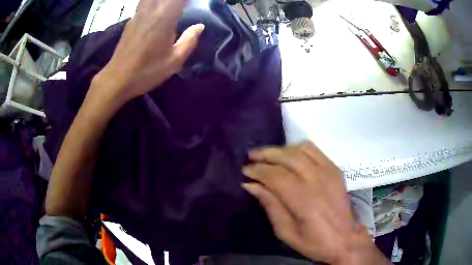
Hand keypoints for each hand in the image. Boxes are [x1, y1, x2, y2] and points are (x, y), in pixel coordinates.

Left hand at [91, 0, 204, 106]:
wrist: (117, 79)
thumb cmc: (146, 71)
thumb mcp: (174, 61)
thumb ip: (189, 41)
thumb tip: (200, 26)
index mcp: (163, 18)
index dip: (186, 0)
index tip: (194, 4)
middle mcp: (150, 11)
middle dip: (176, 1)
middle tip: (184, 7)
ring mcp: (138, 14)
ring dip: (164, 1)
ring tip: (172, 7)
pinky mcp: (131, 21)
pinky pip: (145, 3)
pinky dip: (154, 3)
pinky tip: (159, 10)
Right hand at [242, 141, 387, 263]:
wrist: (344, 238)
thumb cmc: (313, 241)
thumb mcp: (285, 232)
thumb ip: (270, 205)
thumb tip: (251, 185)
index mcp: (303, 200)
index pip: (275, 176)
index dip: (257, 171)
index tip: (245, 171)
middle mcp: (317, 180)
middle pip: (287, 158)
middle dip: (265, 154)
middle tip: (251, 156)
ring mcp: (328, 172)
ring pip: (300, 150)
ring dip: (280, 150)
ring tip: (267, 155)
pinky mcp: (334, 169)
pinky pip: (314, 150)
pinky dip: (298, 148)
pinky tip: (289, 154)